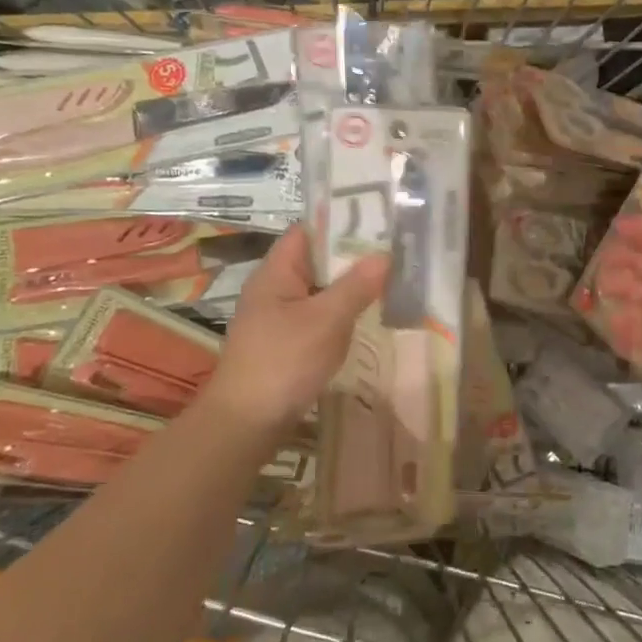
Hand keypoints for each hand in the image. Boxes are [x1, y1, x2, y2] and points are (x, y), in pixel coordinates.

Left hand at [205, 226, 387, 443]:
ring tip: (391, 277)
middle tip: (395, 248)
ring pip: (321, 290)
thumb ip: (356, 286)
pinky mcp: (287, 342)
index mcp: (277, 272)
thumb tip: (385, 254)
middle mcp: (275, 288)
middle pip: (317, 260)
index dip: (340, 221)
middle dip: (353, 255)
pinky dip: (342, 312)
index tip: (378, 218)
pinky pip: (319, 316)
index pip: (308, 230)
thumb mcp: (325, 320)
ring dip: (350, 285)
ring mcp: (280, 317)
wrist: (246, 423)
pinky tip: (368, 316)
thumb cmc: (283, 362)